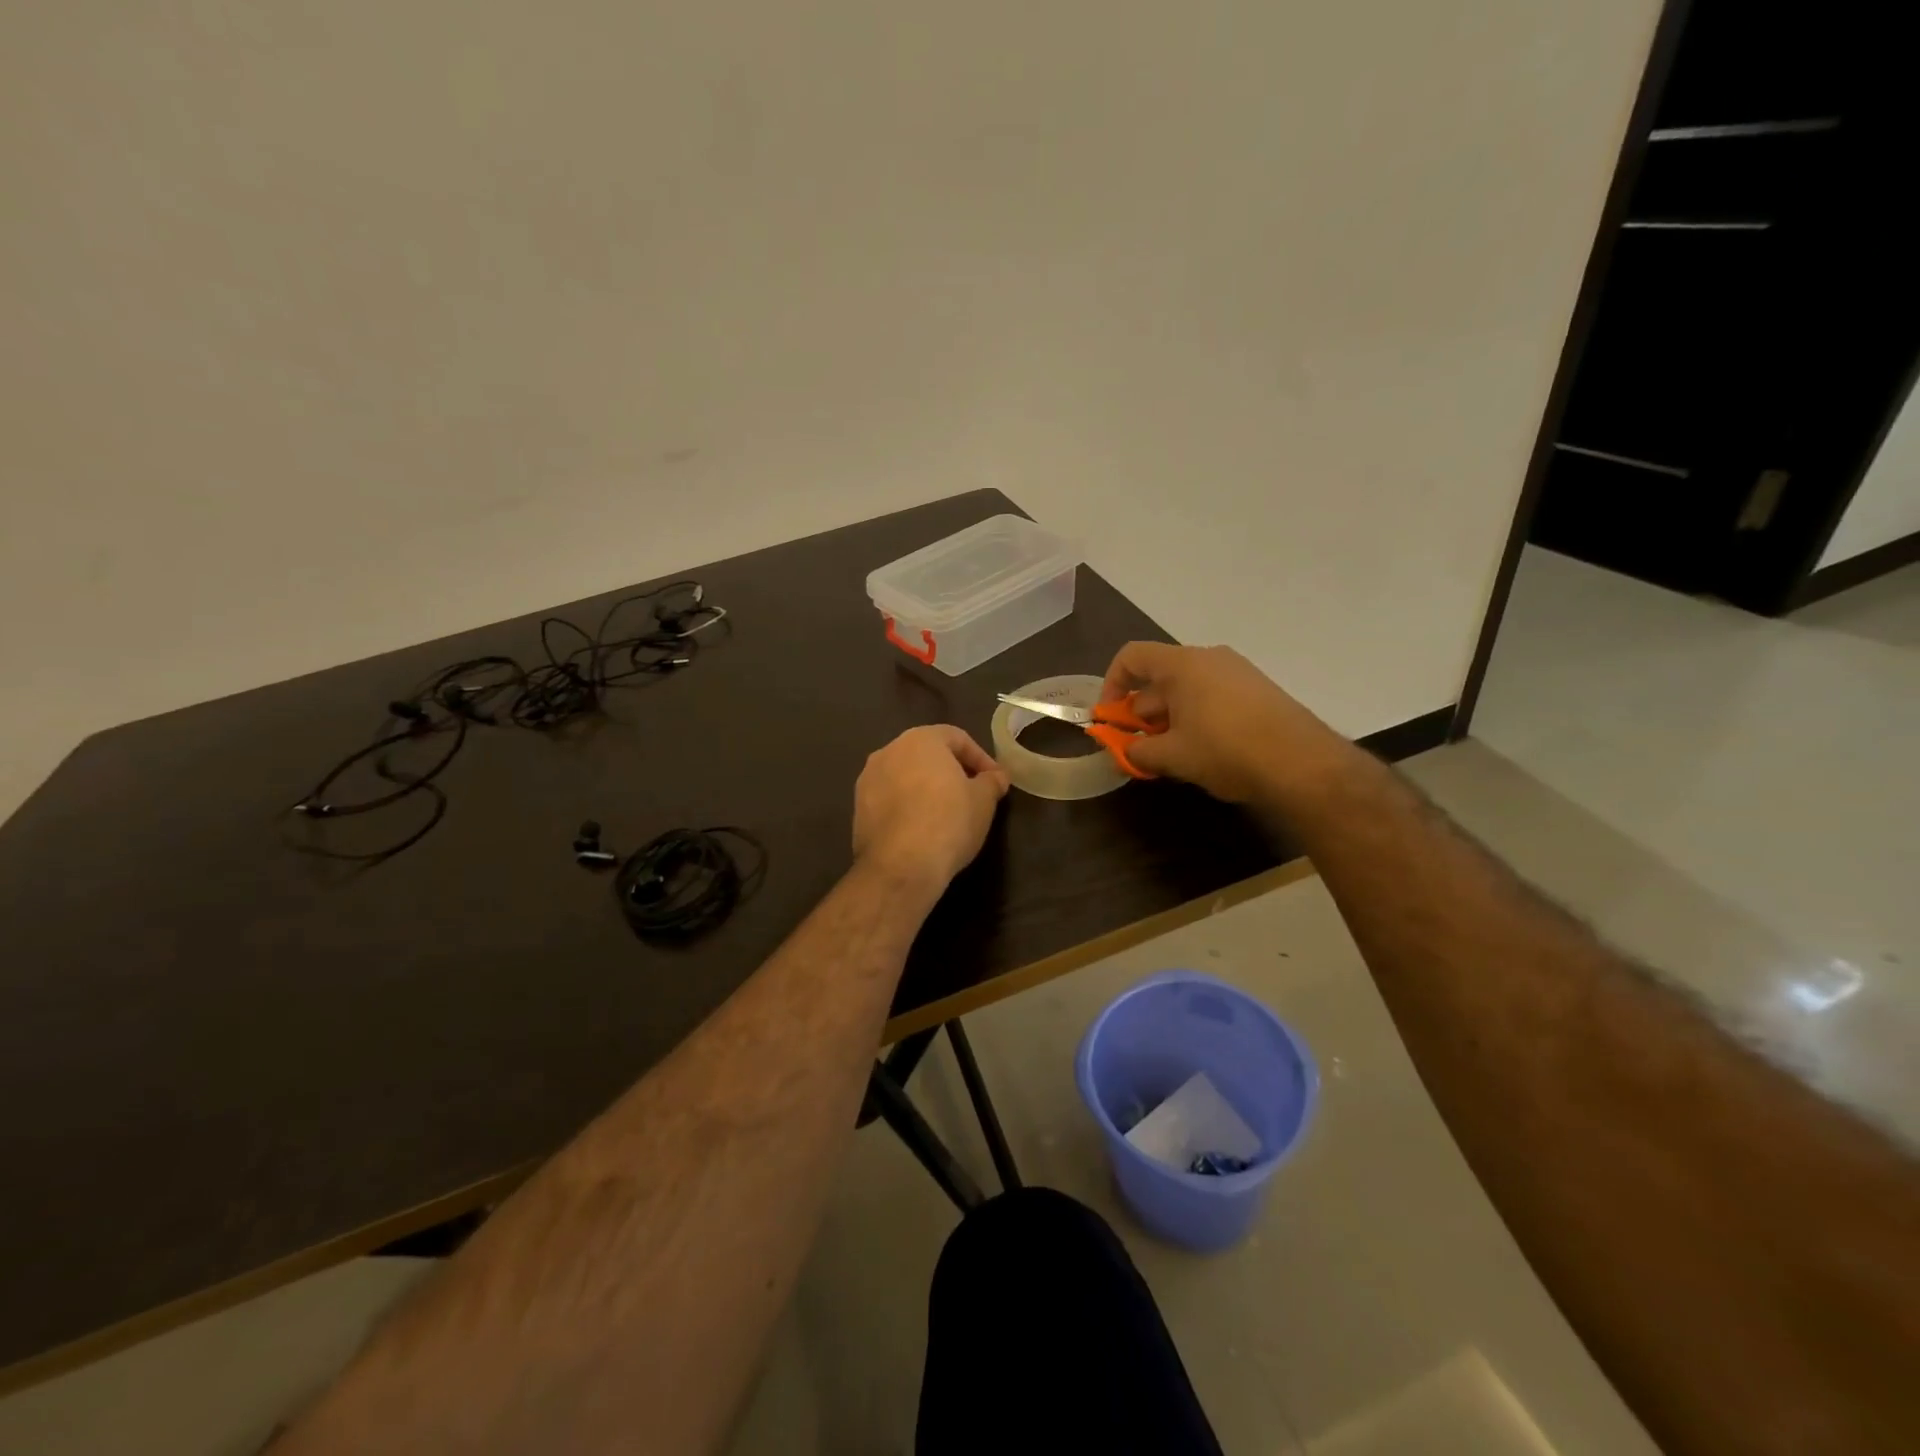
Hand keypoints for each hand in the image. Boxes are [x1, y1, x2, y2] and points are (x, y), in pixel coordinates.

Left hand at [852, 725, 1010, 896]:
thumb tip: (995, 777)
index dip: (980, 758)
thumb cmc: (949, 821)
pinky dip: (907, 806)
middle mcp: (888, 751)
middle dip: (951, 771)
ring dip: (926, 788)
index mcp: (920, 739)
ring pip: (905, 776)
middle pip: (927, 754)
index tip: (995, 781)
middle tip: (972, 793)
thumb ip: (991, 782)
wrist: (900, 866)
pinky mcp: (858, 809)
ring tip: (946, 813)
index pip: (956, 738)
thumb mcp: (983, 801)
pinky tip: (922, 828)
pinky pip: (890, 799)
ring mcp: (868, 779)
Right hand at [1100, 642, 1348, 804]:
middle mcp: (1209, 658)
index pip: (1132, 657)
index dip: (1111, 685)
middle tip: (1137, 748)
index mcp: (1182, 664)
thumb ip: (1137, 752)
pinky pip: (1212, 698)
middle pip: (1159, 677)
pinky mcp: (1258, 691)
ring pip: (1187, 691)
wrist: (1302, 763)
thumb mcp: (1172, 756)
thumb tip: (1123, 752)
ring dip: (1168, 720)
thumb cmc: (1225, 750)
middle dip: (1141, 713)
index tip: (1110, 718)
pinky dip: (1196, 719)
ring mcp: (1237, 673)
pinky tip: (1201, 753)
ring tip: (1169, 756)